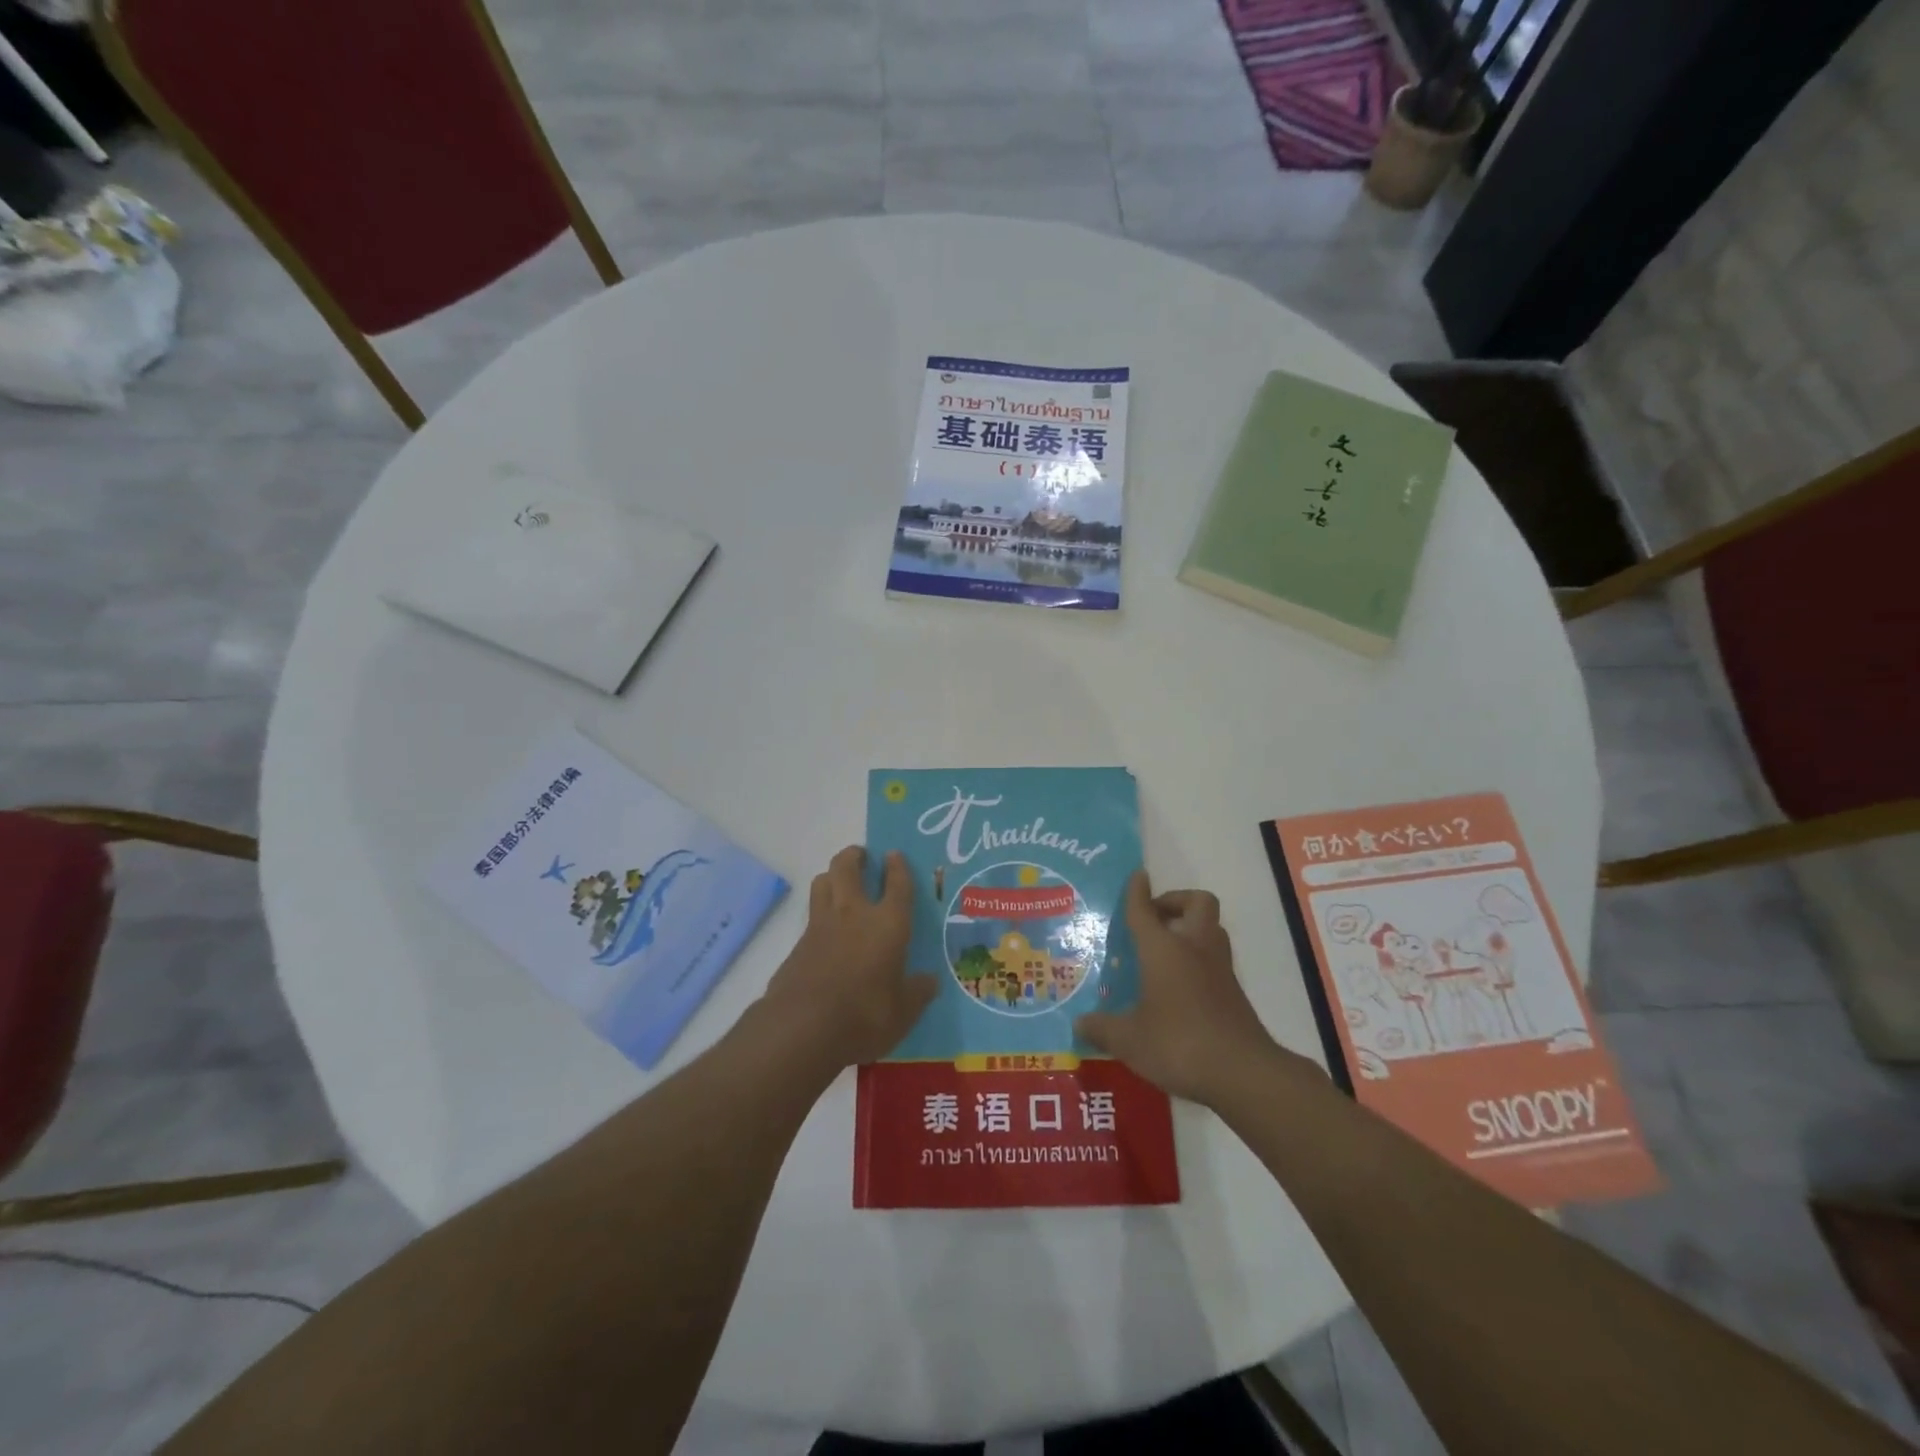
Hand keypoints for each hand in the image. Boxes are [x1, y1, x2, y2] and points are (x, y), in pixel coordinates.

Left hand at [762, 846, 939, 1071]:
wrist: (802, 1028)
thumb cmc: (864, 1016)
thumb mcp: (903, 1012)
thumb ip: (917, 993)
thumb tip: (930, 982)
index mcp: (888, 924)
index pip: (897, 884)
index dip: (898, 867)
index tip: (894, 855)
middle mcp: (853, 914)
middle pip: (847, 867)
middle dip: (855, 856)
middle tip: (863, 857)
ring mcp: (820, 926)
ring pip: (822, 882)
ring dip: (832, 876)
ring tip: (841, 884)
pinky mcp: (797, 945)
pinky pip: (810, 915)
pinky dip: (819, 913)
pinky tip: (826, 933)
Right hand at [1075, 871, 1281, 1106]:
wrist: (1243, 1072)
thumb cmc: (1178, 1043)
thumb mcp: (1129, 1040)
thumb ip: (1103, 1029)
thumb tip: (1079, 1024)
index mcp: (1163, 949)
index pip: (1145, 910)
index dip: (1137, 891)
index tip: (1137, 876)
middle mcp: (1194, 948)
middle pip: (1197, 903)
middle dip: (1176, 901)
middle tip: (1154, 918)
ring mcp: (1219, 969)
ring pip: (1211, 929)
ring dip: (1191, 928)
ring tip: (1165, 950)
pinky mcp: (1234, 993)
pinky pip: (1215, 959)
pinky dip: (1199, 960)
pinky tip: (1179, 986)